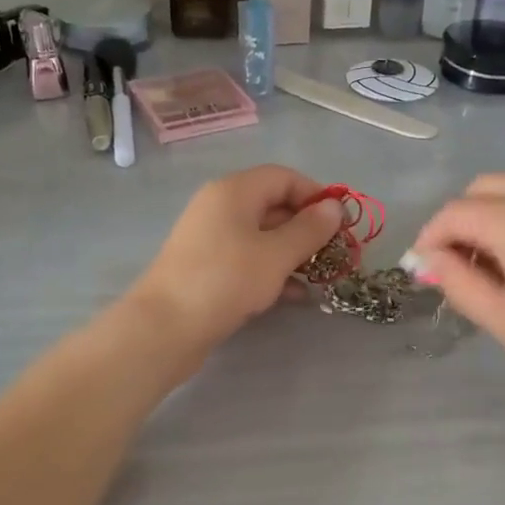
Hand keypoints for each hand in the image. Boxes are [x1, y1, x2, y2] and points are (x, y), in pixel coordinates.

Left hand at [129, 166, 345, 350]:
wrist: (164, 328)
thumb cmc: (225, 281)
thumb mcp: (276, 254)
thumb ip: (309, 229)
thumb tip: (334, 206)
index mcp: (234, 191)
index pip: (283, 177)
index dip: (315, 195)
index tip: (340, 223)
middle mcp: (220, 207)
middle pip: (273, 205)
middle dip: (307, 228)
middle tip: (335, 254)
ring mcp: (210, 238)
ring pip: (262, 236)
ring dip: (293, 253)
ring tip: (320, 277)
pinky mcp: (206, 267)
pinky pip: (247, 259)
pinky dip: (272, 271)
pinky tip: (295, 296)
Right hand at [407, 174, 504, 425]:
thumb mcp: (504, 319)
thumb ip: (458, 282)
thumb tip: (431, 259)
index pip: (455, 212)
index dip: (430, 236)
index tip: (423, 268)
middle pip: (485, 187)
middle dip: (461, 218)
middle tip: (459, 262)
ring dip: (495, 218)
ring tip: (498, 268)